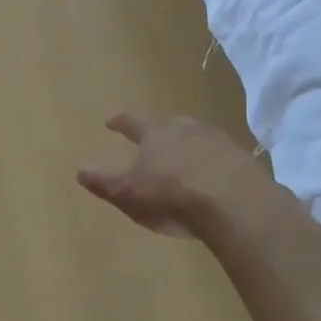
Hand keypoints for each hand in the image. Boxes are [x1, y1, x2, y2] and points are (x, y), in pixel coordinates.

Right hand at [77, 113, 272, 234]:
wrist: (231, 199)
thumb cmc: (171, 194)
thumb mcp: (129, 192)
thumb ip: (104, 181)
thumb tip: (79, 169)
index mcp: (155, 134)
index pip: (133, 122)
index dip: (121, 122)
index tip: (111, 120)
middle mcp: (186, 129)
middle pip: (170, 124)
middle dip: (162, 131)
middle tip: (157, 136)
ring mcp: (217, 141)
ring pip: (199, 137)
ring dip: (191, 145)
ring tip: (187, 156)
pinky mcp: (241, 159)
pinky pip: (222, 156)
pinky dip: (215, 163)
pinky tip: (215, 176)